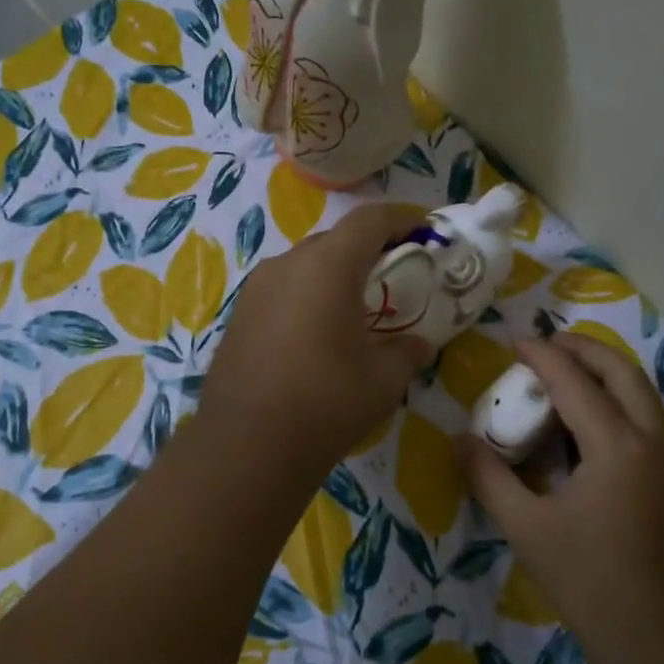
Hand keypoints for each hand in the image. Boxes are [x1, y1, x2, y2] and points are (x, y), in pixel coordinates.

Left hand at [198, 201, 432, 478]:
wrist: (247, 445)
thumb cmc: (327, 402)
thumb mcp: (384, 379)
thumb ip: (408, 352)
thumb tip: (420, 345)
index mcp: (328, 266)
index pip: (370, 220)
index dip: (402, 218)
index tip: (424, 231)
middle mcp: (287, 264)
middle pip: (335, 240)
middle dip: (368, 250)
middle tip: (393, 276)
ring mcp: (256, 289)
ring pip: (305, 265)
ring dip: (334, 275)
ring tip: (356, 308)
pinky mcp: (239, 316)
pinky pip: (282, 291)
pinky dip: (307, 297)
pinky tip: (317, 334)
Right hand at [458, 334, 663, 660]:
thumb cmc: (594, 584)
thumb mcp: (528, 530)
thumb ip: (490, 479)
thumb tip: (461, 440)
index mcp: (617, 446)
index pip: (574, 382)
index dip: (541, 356)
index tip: (514, 339)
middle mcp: (651, 442)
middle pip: (623, 373)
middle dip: (585, 350)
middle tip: (547, 344)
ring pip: (641, 396)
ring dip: (604, 375)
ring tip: (563, 376)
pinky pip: (644, 423)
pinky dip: (615, 404)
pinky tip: (582, 429)